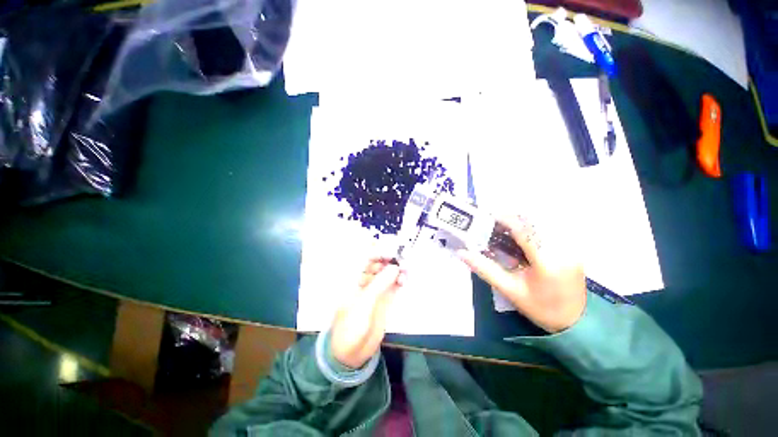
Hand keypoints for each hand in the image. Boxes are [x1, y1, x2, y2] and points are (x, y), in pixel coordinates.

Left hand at [330, 258, 403, 368]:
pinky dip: (400, 280)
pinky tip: (405, 279)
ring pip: (387, 274)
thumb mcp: (364, 304)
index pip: (363, 259)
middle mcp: (364, 281)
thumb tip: (395, 267)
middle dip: (389, 259)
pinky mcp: (384, 299)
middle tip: (401, 257)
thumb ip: (379, 285)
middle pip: (377, 264)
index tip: (390, 248)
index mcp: (352, 279)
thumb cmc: (350, 327)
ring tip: (406, 268)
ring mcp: (375, 290)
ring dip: (396, 269)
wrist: (351, 354)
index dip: (376, 251)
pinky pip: (393, 285)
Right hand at [459, 215, 586, 332]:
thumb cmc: (540, 308)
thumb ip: (485, 269)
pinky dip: (533, 227)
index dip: (504, 219)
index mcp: (548, 261)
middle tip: (493, 224)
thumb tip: (462, 253)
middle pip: (534, 221)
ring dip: (521, 221)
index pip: (524, 230)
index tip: (487, 216)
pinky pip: (550, 228)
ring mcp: (572, 246)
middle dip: (511, 218)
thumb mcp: (509, 290)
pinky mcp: (573, 247)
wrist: (576, 322)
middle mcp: (564, 248)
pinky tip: (522, 236)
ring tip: (505, 229)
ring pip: (543, 222)